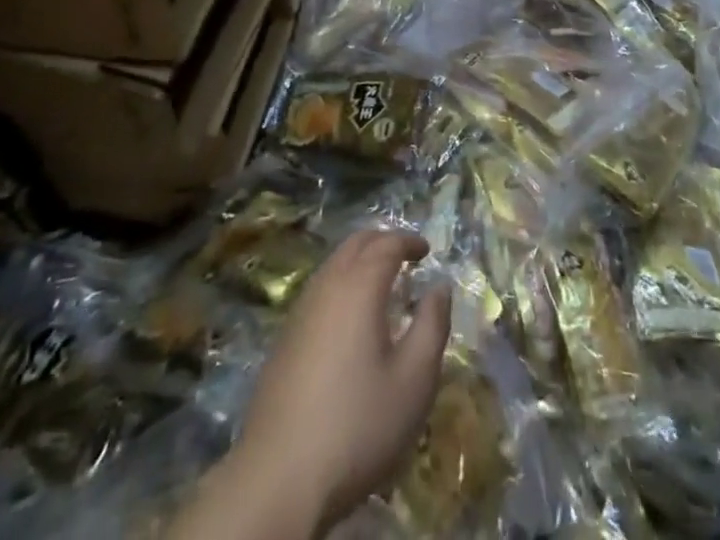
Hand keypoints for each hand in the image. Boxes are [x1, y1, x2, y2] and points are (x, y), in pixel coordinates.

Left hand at [231, 229, 450, 531]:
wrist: (279, 478)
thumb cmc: (358, 425)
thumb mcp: (414, 380)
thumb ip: (432, 325)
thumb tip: (440, 286)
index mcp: (358, 286)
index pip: (386, 244)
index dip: (409, 241)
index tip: (427, 250)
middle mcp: (326, 286)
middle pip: (354, 244)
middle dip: (382, 241)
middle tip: (406, 256)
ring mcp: (300, 311)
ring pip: (333, 265)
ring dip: (359, 261)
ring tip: (382, 283)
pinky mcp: (285, 339)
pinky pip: (319, 290)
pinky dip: (341, 284)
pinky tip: (350, 317)